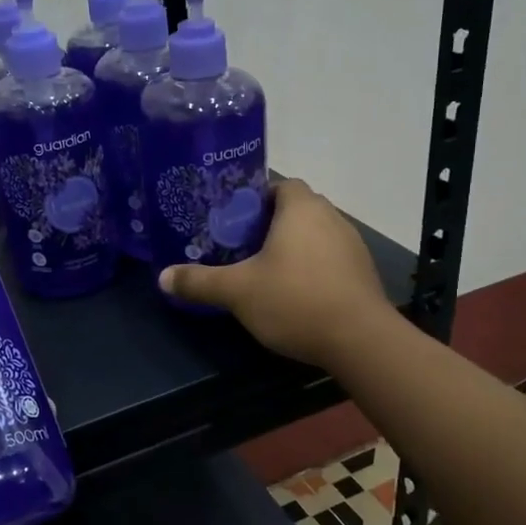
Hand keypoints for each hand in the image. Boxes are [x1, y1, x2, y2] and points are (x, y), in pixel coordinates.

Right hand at [157, 179, 392, 367]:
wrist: (359, 340)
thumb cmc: (295, 300)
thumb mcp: (237, 291)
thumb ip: (199, 281)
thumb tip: (162, 277)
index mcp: (301, 208)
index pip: (280, 185)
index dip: (255, 198)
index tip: (234, 221)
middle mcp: (331, 217)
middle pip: (297, 209)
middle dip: (270, 224)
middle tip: (242, 248)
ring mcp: (352, 244)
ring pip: (315, 234)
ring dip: (294, 246)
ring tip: (266, 271)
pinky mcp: (363, 272)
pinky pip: (330, 258)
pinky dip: (312, 267)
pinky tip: (296, 293)